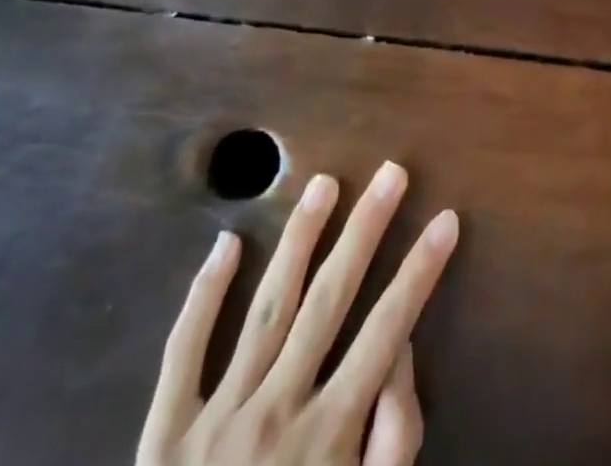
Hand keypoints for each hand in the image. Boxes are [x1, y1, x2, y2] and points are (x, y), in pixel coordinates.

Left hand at [136, 163, 458, 465]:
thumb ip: (392, 443)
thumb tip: (400, 352)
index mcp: (326, 438)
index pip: (388, 330)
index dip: (421, 271)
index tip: (446, 219)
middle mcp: (276, 411)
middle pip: (331, 299)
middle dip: (367, 230)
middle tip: (392, 173)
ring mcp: (216, 419)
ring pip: (268, 307)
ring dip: (300, 239)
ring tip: (325, 184)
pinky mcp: (164, 436)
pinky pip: (183, 354)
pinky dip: (203, 296)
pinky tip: (227, 243)